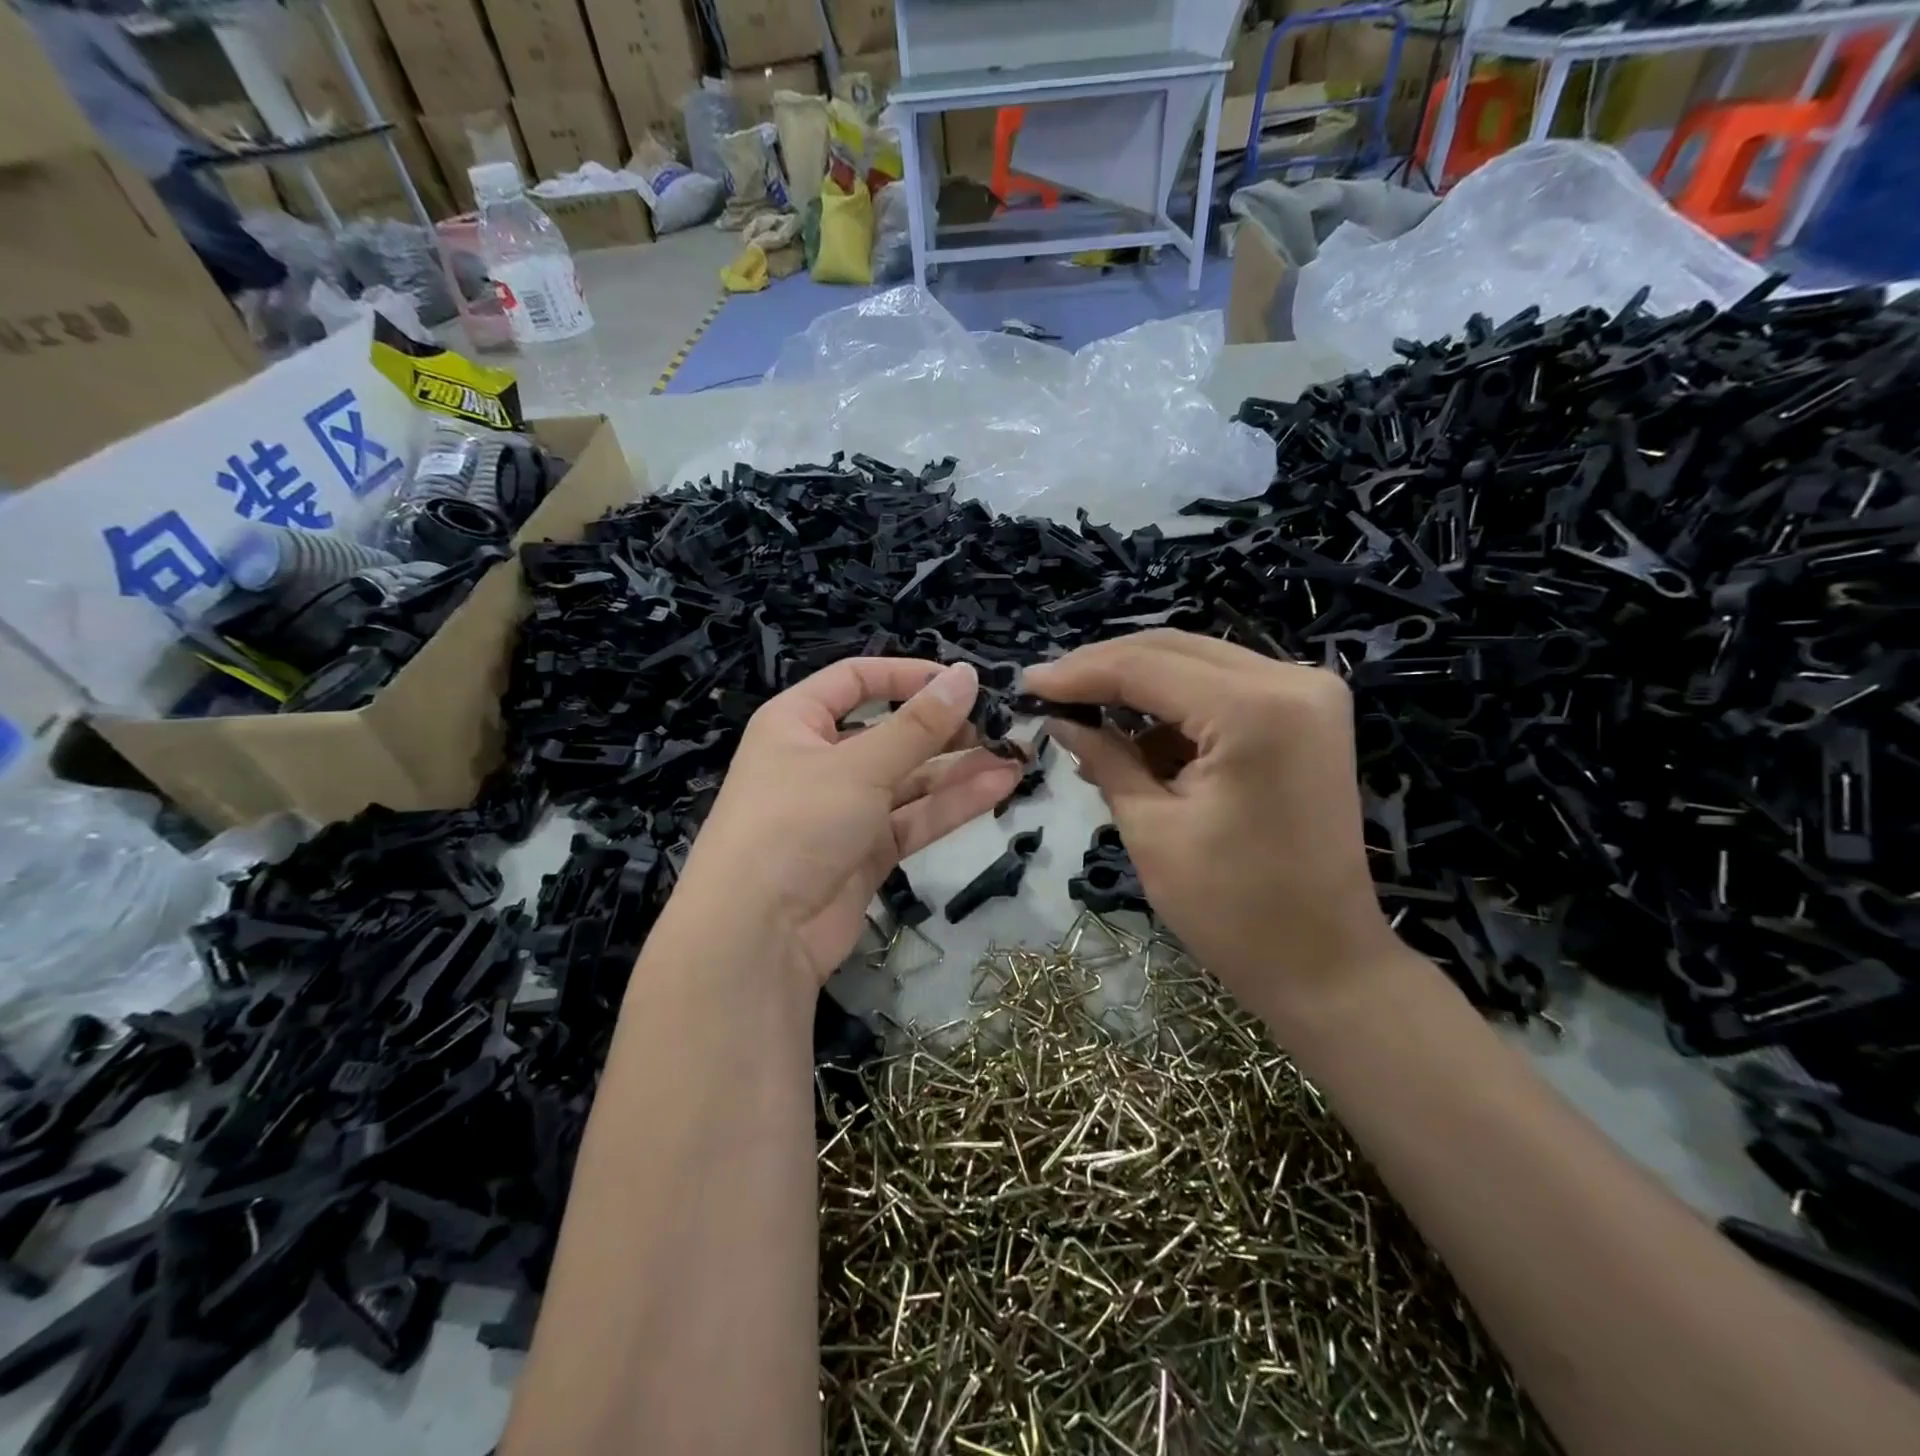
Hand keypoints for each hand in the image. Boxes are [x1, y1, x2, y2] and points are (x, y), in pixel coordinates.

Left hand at [677, 658, 1023, 988]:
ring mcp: (845, 810)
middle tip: (1000, 725)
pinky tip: (999, 788)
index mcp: (798, 722)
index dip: (907, 675)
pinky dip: (952, 805)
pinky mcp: (866, 852)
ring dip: (959, 768)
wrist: (757, 935)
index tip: (962, 681)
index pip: (856, 680)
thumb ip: (918, 725)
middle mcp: (820, 760)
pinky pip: (913, 818)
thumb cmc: (797, 822)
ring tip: (1015, 755)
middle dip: (944, 728)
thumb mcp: (859, 765)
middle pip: (890, 731)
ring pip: (909, 779)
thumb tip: (966, 675)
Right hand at [1022, 630, 1409, 1028]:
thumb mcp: (1152, 830)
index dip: (1079, 673)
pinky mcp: (1309, 715)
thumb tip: (1058, 718)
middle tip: (1049, 691)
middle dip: (1105, 669)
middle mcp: (1292, 681)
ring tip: (1084, 719)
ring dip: (1139, 687)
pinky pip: (1225, 690)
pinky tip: (1135, 737)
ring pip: (1198, 664)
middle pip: (1174, 650)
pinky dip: (1176, 708)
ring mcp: (1309, 694)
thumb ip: (1105, 758)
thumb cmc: (1233, 911)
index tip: (1027, 683)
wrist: (1326, 963)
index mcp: (1254, 710)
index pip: (1146, 667)